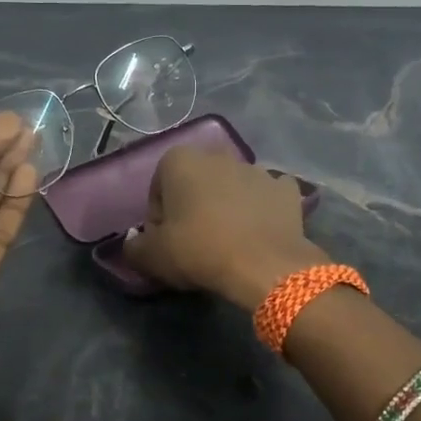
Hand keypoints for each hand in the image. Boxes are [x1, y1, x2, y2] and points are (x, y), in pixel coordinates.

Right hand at [122, 146, 327, 310]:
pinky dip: (262, 210)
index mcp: (180, 160)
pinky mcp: (287, 189)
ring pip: (232, 187)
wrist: (264, 265)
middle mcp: (219, 155)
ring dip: (227, 206)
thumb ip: (134, 247)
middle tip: (195, 242)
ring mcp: (257, 169)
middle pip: (196, 183)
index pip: (159, 189)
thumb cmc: (199, 250)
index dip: (159, 218)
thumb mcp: (152, 256)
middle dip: (193, 206)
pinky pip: (267, 197)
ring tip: (228, 242)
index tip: (166, 242)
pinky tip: (258, 233)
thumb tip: (133, 244)